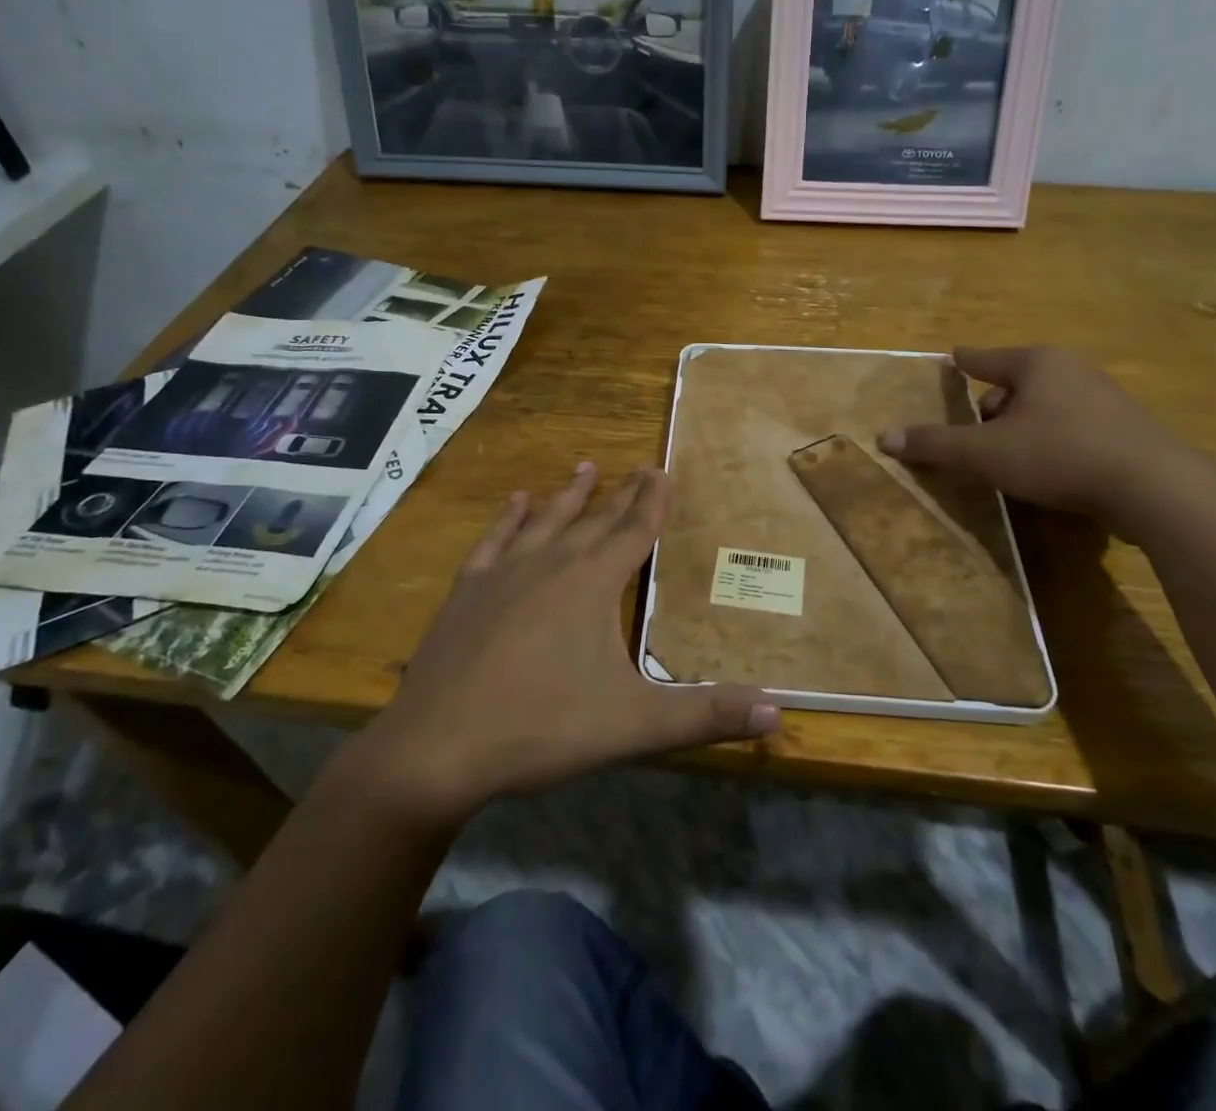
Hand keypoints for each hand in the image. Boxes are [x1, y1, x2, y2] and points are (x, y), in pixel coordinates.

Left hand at [347, 463, 779, 826]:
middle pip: (595, 519)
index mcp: (593, 584)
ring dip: (569, 494)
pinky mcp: (467, 591)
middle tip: (638, 466)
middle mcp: (551, 563)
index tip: (661, 467)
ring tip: (585, 467)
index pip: (633, 529)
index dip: (652, 500)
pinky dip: (508, 518)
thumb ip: (707, 716)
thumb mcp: (634, 725)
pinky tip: (515, 501)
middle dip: (621, 493)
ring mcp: (504, 573)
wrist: (435, 749)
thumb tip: (780, 712)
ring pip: (546, 520)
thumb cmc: (542, 728)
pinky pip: (494, 541)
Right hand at [878, 346, 1191, 527]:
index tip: (952, 357)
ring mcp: (1104, 397)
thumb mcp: (986, 453)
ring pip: (1046, 405)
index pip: (985, 358)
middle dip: (993, 406)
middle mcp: (1071, 370)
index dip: (964, 361)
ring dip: (1023, 425)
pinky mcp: (1126, 428)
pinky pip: (1072, 425)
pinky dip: (1053, 439)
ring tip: (1010, 456)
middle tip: (976, 433)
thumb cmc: (1058, 454)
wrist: (1153, 487)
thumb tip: (884, 438)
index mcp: (1036, 364)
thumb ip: (936, 444)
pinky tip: (1050, 468)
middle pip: (1016, 382)